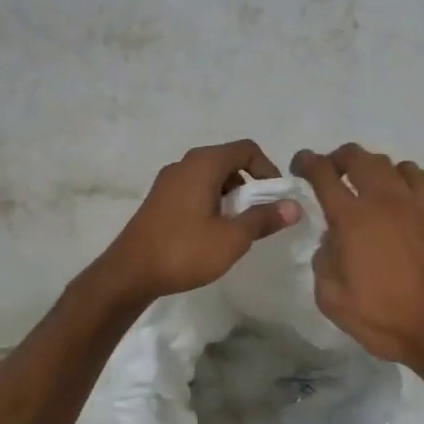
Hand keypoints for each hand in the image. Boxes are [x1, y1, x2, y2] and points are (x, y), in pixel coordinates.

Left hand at [98, 140, 301, 301]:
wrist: (129, 274)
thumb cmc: (184, 251)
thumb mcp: (233, 238)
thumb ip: (265, 219)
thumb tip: (294, 206)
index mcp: (203, 164)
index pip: (247, 149)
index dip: (268, 170)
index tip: (275, 199)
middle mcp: (184, 164)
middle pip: (229, 161)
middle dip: (250, 185)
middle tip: (259, 216)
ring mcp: (168, 181)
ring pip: (211, 177)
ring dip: (230, 196)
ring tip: (236, 228)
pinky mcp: (159, 199)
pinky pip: (194, 190)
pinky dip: (211, 202)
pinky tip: (211, 233)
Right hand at [293, 144, 423, 372]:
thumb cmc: (385, 318)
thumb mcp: (332, 299)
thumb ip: (323, 261)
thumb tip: (332, 239)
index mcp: (351, 219)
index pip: (323, 174)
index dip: (307, 162)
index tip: (300, 166)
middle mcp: (382, 200)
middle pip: (357, 157)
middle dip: (337, 158)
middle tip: (331, 171)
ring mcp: (414, 202)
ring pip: (387, 163)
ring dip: (369, 167)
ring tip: (365, 184)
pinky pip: (417, 175)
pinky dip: (401, 175)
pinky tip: (399, 193)